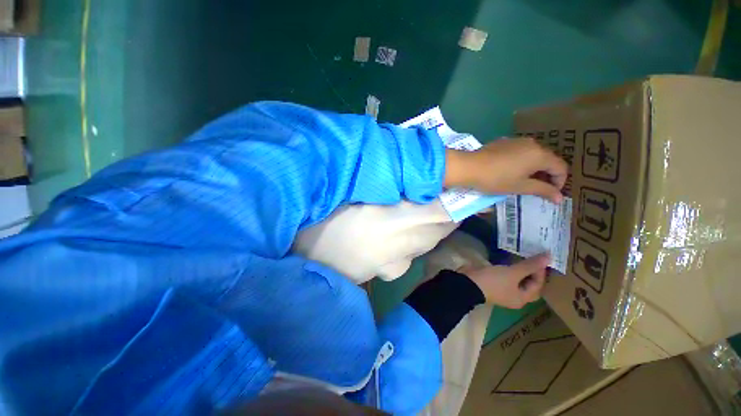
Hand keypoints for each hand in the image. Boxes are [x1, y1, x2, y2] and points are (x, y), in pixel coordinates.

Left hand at [444, 138, 567, 203]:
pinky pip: (520, 151)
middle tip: (537, 189)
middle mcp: (532, 143)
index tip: (550, 194)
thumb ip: (542, 190)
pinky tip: (510, 171)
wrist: (469, 166)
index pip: (561, 167)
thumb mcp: (520, 186)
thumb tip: (560, 198)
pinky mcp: (505, 141)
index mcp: (540, 154)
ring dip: (534, 168)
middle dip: (547, 175)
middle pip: (548, 159)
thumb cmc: (495, 179)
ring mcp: (517, 140)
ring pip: (534, 154)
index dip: (559, 182)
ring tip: (523, 181)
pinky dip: (522, 161)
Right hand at [459, 253, 549, 308]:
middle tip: (536, 259)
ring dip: (522, 270)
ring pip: (517, 280)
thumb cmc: (494, 281)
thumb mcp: (512, 273)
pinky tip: (509, 261)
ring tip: (525, 258)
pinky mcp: (494, 283)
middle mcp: (514, 296)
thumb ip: (529, 265)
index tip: (541, 258)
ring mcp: (503, 290)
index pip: (537, 285)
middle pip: (529, 284)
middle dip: (533, 272)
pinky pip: (507, 276)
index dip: (541, 272)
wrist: (468, 283)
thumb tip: (548, 257)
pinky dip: (511, 269)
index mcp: (522, 298)